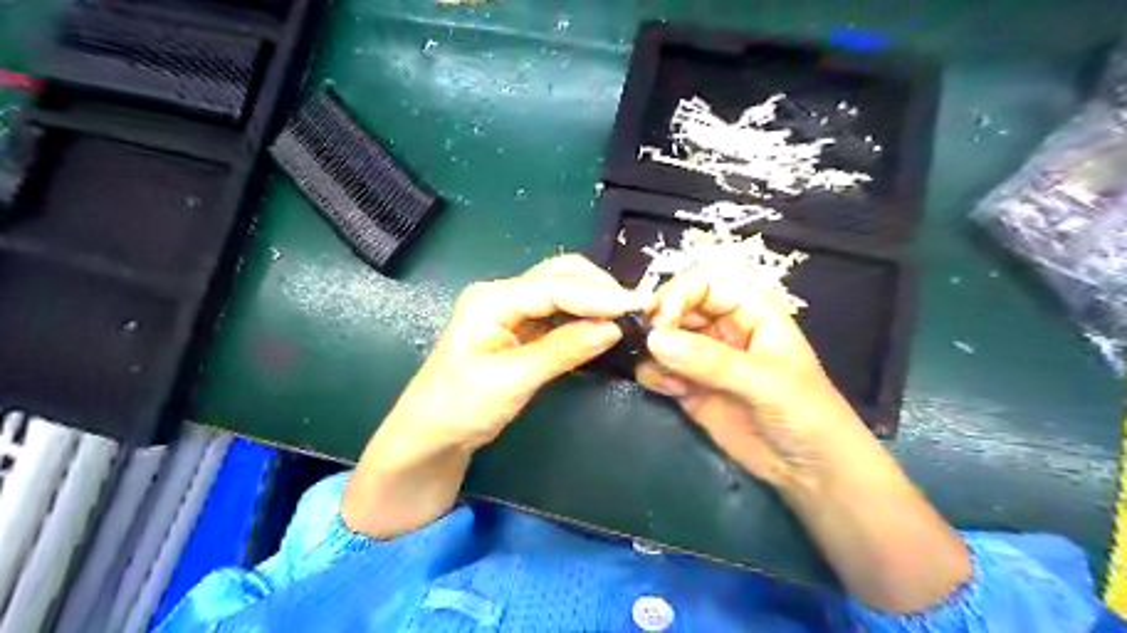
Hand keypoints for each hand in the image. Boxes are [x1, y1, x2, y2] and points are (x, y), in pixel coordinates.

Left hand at [343, 257, 647, 537]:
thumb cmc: (460, 406)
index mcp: (492, 299)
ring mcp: (512, 311)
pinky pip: (560, 314)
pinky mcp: (522, 330)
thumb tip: (612, 328)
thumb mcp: (512, 379)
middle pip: (559, 275)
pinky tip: (603, 326)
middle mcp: (503, 295)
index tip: (635, 305)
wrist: (432, 434)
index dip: (597, 295)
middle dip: (599, 287)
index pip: (553, 288)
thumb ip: (563, 350)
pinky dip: (584, 316)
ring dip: (595, 299)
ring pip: (562, 291)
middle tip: (635, 307)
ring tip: (627, 315)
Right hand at [632, 264, 864, 489]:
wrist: (811, 471)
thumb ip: (711, 360)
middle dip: (659, 322)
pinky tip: (672, 392)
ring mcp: (703, 359)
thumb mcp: (765, 381)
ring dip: (653, 352)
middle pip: (677, 307)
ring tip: (668, 378)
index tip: (660, 318)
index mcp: (750, 310)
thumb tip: (655, 340)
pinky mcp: (689, 387)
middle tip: (649, 345)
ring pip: (663, 338)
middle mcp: (722, 328)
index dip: (679, 293)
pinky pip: (658, 370)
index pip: (705, 283)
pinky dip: (654, 375)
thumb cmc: (806, 413)